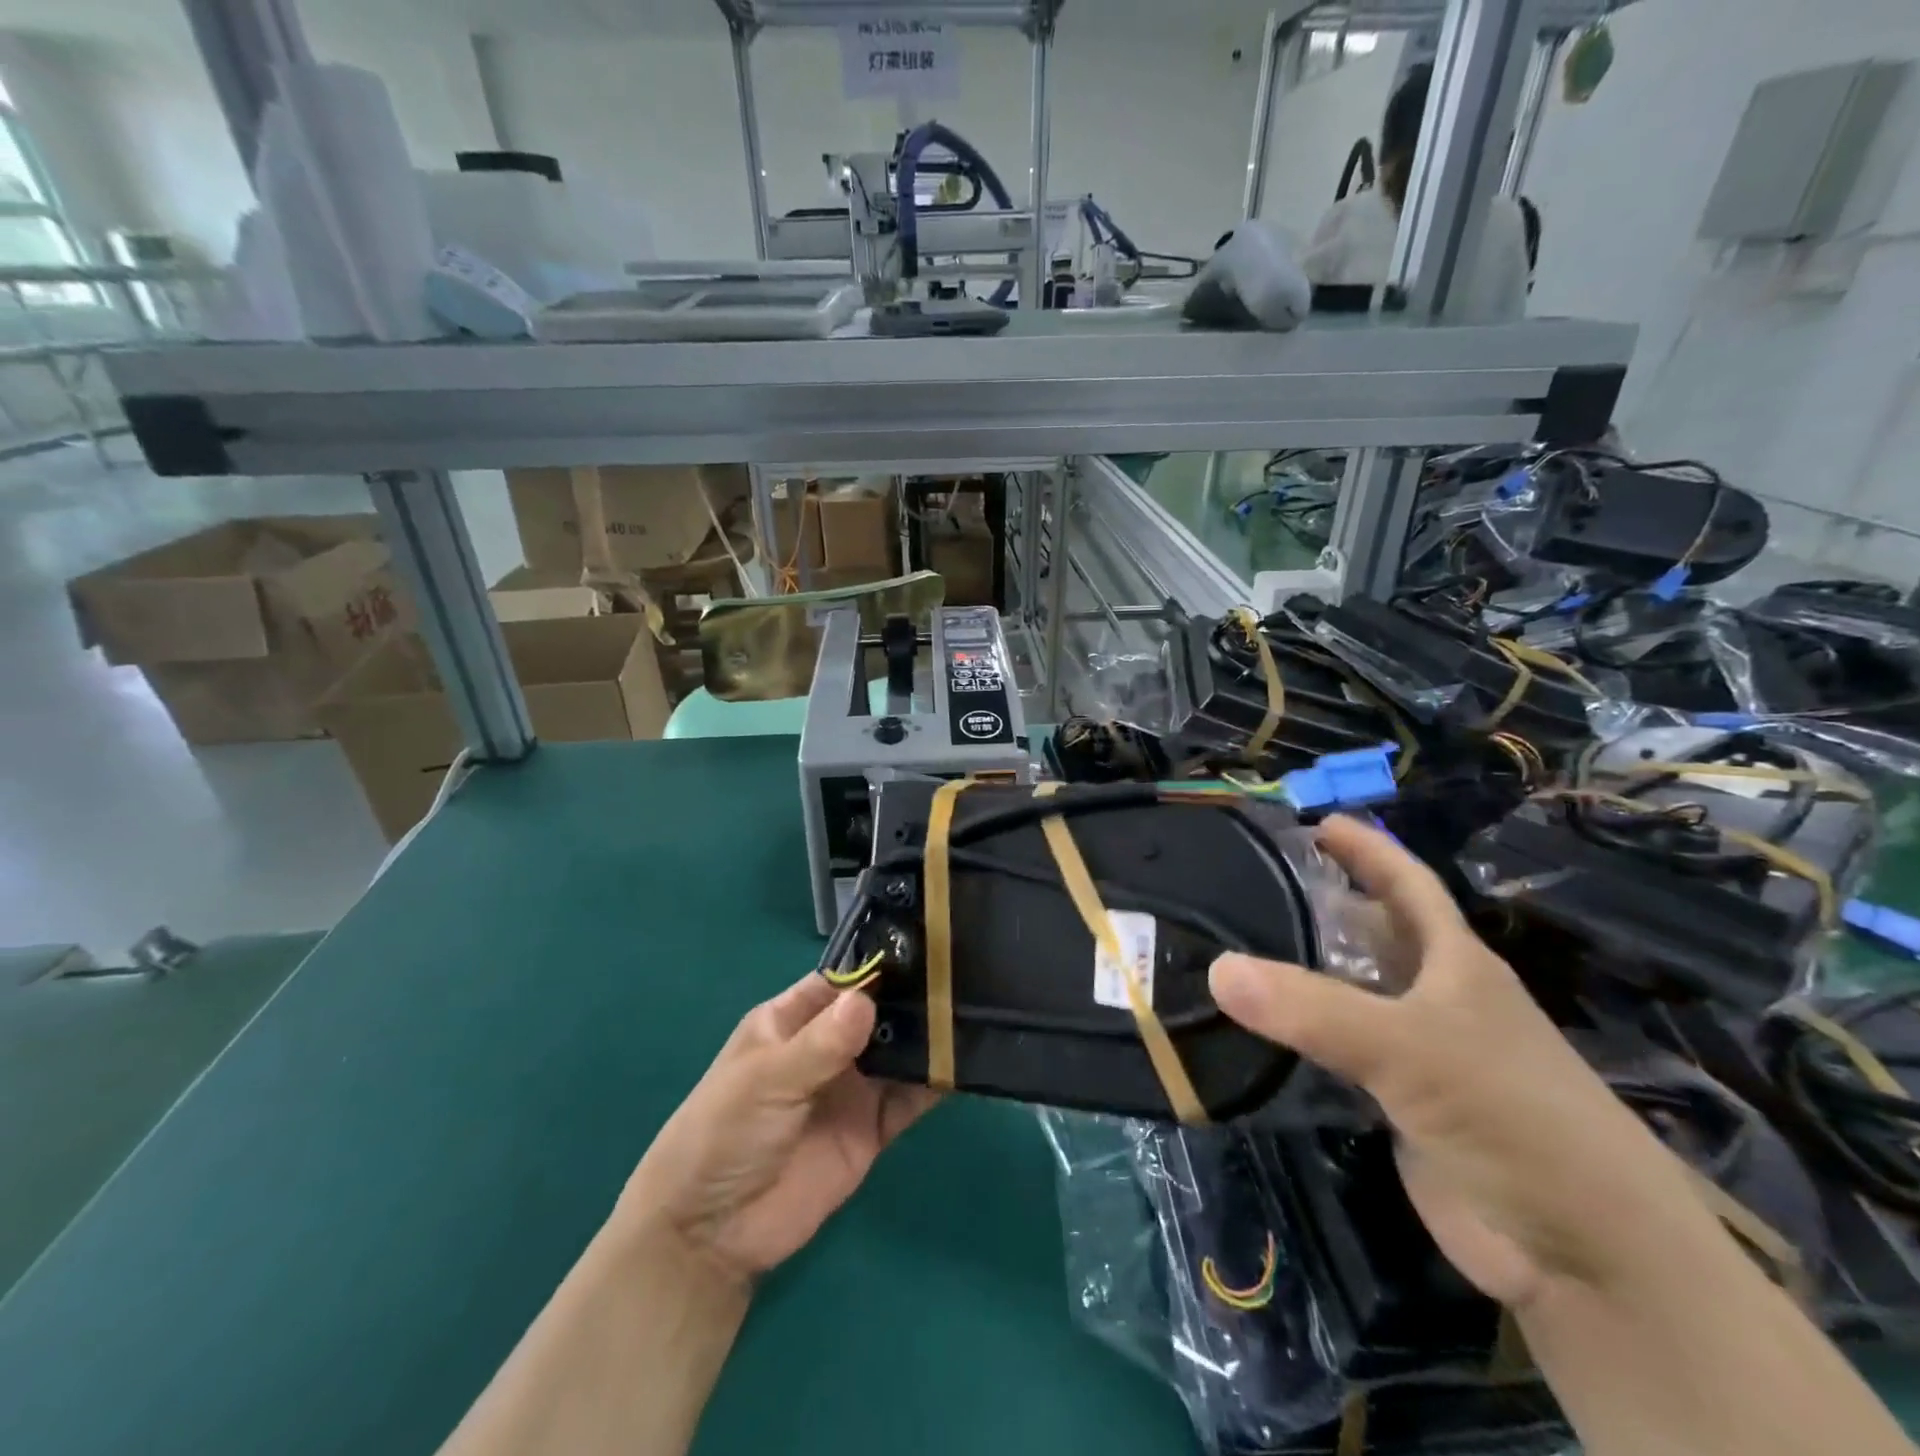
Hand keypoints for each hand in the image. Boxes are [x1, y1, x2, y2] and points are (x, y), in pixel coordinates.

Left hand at [615, 975, 939, 1289]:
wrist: (711, 1235)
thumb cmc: (724, 1133)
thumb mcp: (766, 1080)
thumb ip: (820, 1044)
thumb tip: (868, 1000)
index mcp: (793, 1020)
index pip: (843, 981)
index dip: (879, 965)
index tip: (927, 947)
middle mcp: (828, 1046)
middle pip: (879, 1012)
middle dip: (914, 997)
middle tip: (963, 976)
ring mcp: (852, 1088)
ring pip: (899, 1052)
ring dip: (930, 1037)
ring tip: (975, 1012)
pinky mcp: (871, 1129)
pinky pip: (910, 1099)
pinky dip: (935, 1083)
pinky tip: (965, 1064)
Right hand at [1210, 816, 1709, 1309]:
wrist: (1581, 1254)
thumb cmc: (1513, 1116)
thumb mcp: (1412, 1048)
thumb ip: (1312, 1009)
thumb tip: (1216, 969)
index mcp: (1454, 963)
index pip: (1406, 884)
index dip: (1366, 848)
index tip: (1312, 821)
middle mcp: (1434, 998)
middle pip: (1368, 934)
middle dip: (1315, 906)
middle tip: (1241, 885)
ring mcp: (1415, 1052)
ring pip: (1344, 994)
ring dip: (1296, 974)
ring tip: (1226, 947)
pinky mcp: (1395, 1103)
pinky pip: (1333, 1052)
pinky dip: (1295, 1036)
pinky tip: (1248, 1026)